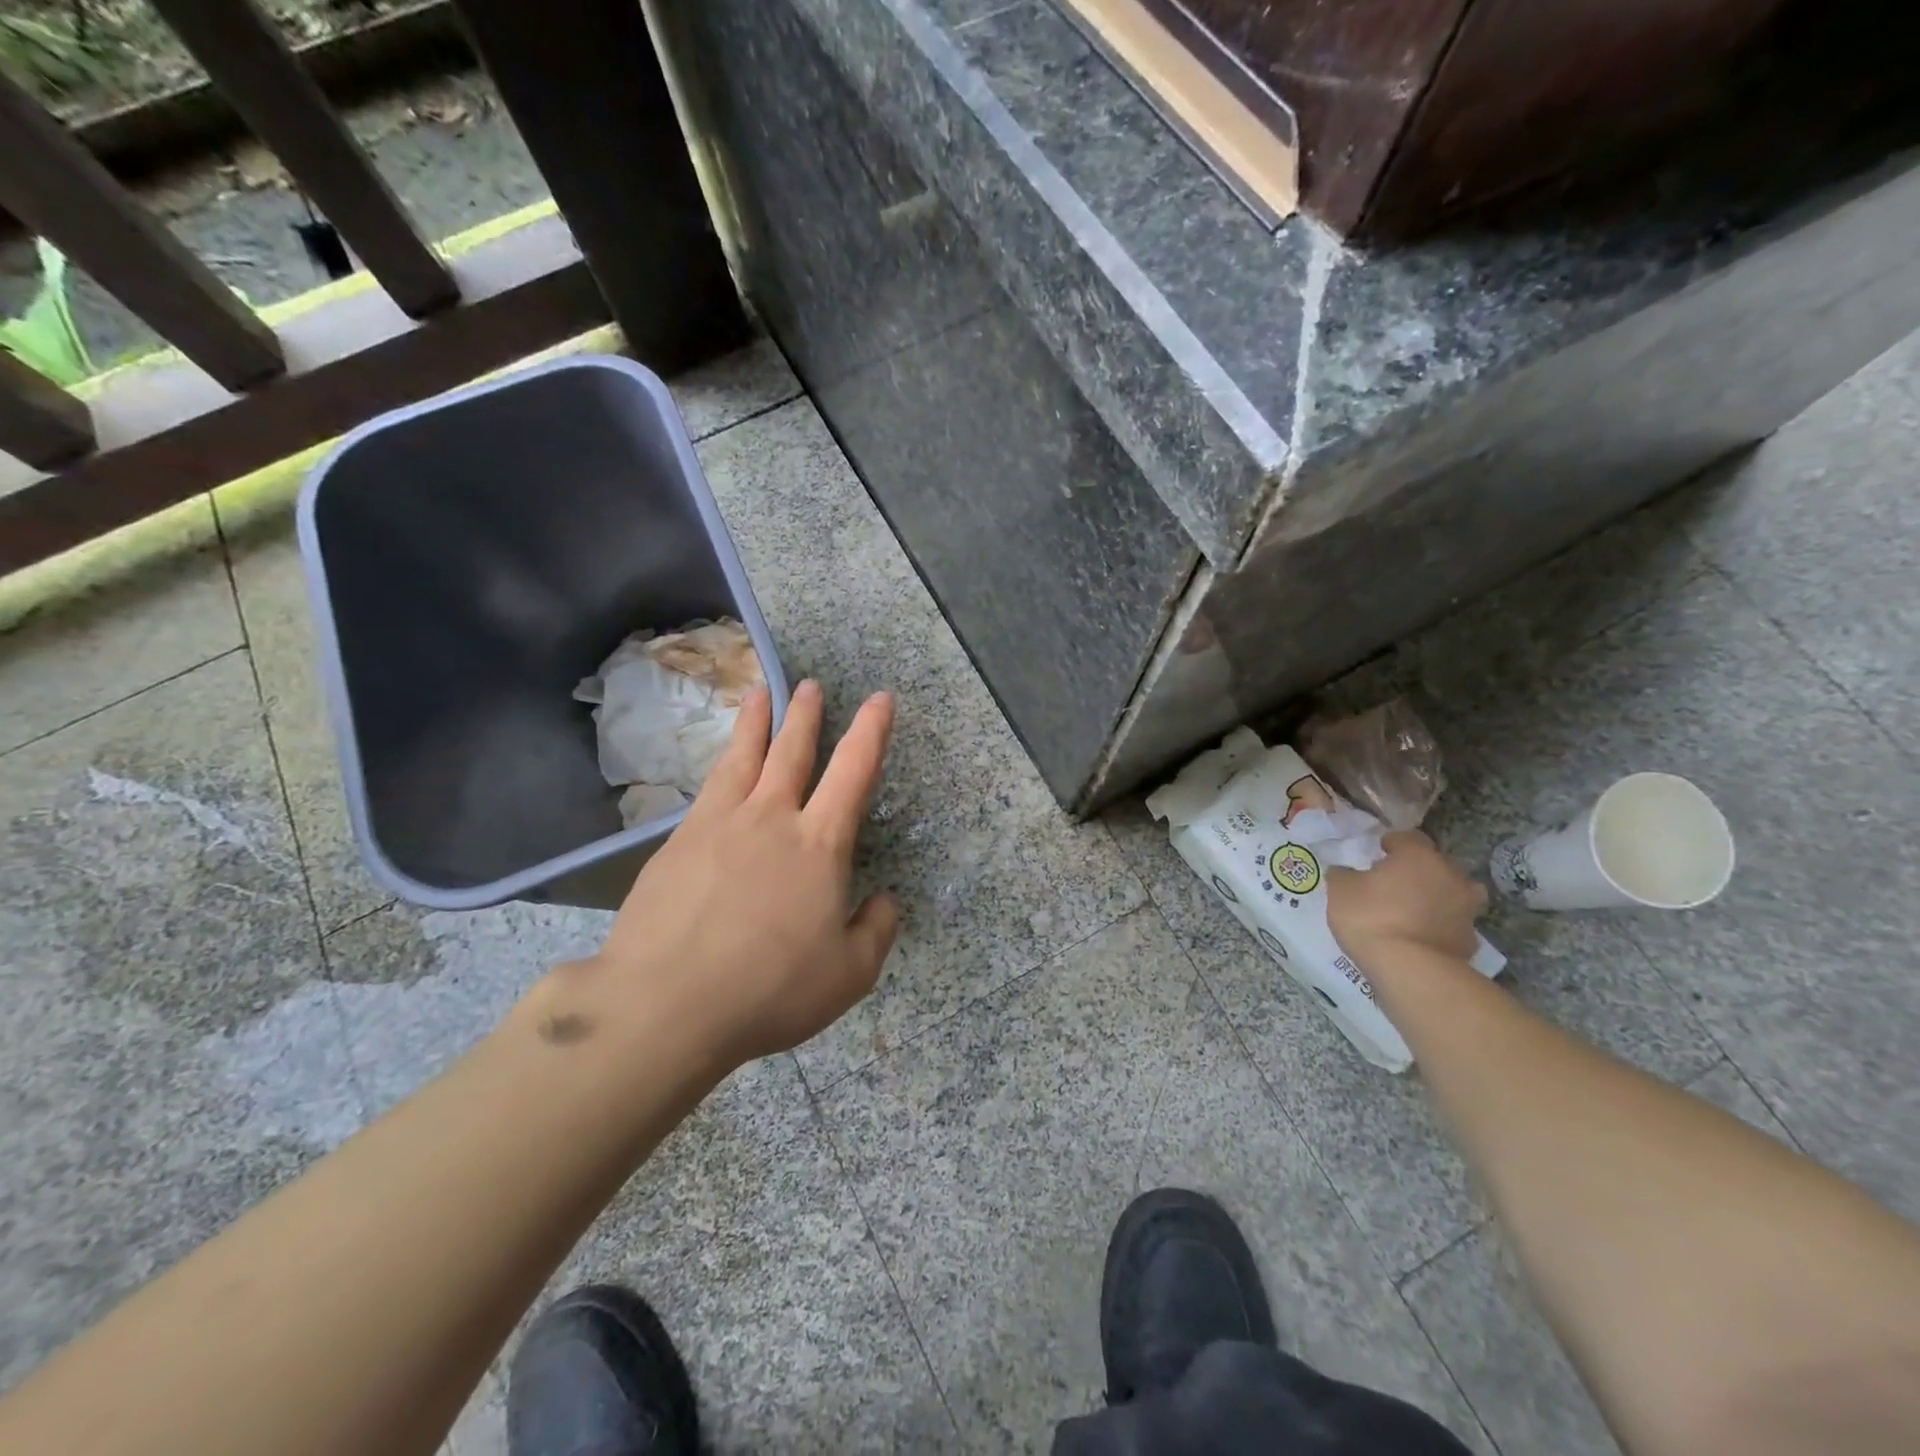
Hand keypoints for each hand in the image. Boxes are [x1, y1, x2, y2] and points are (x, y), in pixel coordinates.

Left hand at [534, 680, 900, 1072]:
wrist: (665, 1004)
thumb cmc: (770, 989)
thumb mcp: (849, 974)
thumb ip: (876, 930)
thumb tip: (884, 901)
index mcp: (819, 844)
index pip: (854, 772)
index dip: (872, 731)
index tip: (880, 699)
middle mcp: (770, 819)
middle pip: (792, 751)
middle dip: (806, 714)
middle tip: (810, 684)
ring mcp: (718, 825)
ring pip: (743, 758)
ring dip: (756, 723)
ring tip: (759, 693)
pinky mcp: (677, 843)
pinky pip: (707, 790)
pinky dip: (721, 767)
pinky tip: (719, 769)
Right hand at [1327, 830, 1485, 972]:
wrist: (1411, 969)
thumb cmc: (1371, 918)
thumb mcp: (1340, 891)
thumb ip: (1344, 875)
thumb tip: (1346, 872)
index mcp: (1418, 856)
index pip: (1408, 837)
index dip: (1392, 843)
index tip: (1379, 852)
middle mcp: (1449, 875)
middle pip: (1436, 863)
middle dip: (1418, 869)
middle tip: (1395, 881)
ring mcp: (1466, 908)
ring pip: (1454, 892)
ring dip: (1438, 895)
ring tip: (1415, 908)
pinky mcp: (1470, 939)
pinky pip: (1453, 923)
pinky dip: (1441, 925)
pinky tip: (1422, 936)